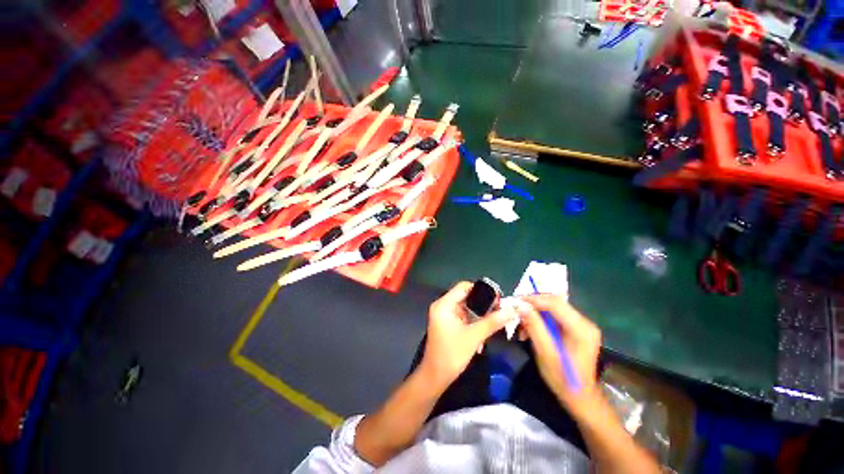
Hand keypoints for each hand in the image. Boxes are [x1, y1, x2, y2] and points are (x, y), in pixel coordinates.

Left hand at [418, 281, 514, 390]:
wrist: (435, 377)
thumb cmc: (452, 355)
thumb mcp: (474, 337)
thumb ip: (492, 322)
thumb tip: (512, 310)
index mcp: (444, 304)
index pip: (464, 286)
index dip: (482, 290)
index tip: (497, 299)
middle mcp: (442, 306)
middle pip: (466, 296)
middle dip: (483, 304)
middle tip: (499, 310)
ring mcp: (444, 315)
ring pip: (466, 307)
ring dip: (479, 314)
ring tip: (494, 321)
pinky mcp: (447, 324)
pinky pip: (463, 316)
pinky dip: (473, 321)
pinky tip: (483, 331)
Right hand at [517, 295, 601, 413]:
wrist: (580, 397)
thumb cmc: (563, 378)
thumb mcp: (545, 353)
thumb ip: (534, 327)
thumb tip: (520, 305)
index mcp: (581, 329)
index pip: (555, 303)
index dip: (533, 299)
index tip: (515, 301)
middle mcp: (585, 322)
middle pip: (554, 303)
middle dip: (533, 305)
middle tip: (516, 311)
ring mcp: (582, 325)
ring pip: (553, 308)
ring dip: (535, 313)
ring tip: (522, 325)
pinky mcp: (577, 329)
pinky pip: (555, 316)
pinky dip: (541, 319)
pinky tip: (531, 329)